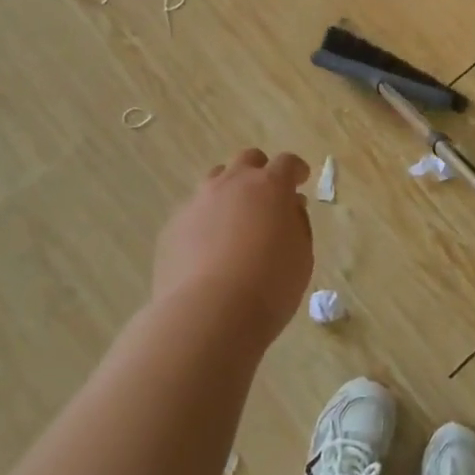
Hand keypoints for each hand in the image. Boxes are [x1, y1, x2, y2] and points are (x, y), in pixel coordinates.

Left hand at [153, 149, 312, 347]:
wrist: (208, 315)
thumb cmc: (269, 286)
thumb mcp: (301, 256)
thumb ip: (297, 223)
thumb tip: (290, 206)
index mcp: (269, 186)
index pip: (286, 163)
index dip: (296, 169)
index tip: (301, 179)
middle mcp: (232, 184)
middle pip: (247, 160)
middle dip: (260, 171)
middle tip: (267, 195)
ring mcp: (198, 202)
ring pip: (215, 180)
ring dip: (229, 191)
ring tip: (235, 220)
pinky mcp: (172, 226)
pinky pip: (193, 212)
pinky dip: (205, 221)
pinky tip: (208, 249)